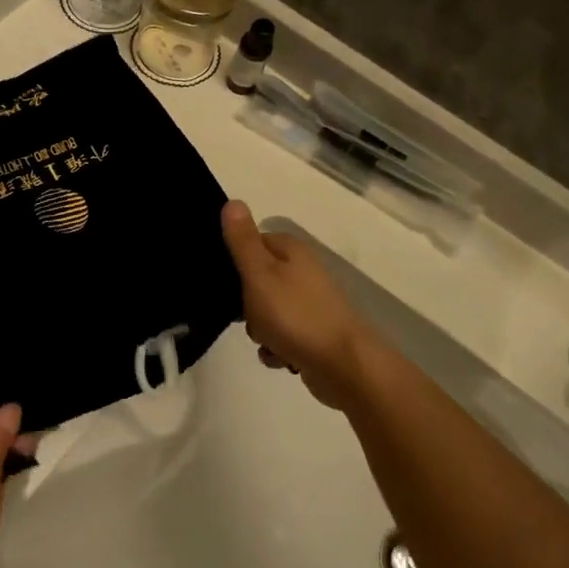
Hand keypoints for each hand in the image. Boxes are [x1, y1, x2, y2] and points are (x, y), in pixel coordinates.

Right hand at [220, 201, 368, 403]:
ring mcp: (311, 303)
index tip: (224, 281)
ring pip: (267, 311)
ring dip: (261, 329)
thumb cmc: (295, 315)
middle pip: (258, 280)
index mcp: (291, 251)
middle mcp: (303, 272)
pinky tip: (280, 357)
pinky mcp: (314, 332)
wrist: (344, 365)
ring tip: (267, 340)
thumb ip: (242, 241)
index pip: (252, 243)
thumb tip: (233, 202)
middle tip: (245, 315)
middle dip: (246, 303)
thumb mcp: (259, 274)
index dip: (234, 261)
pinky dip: (277, 347)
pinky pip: (282, 335)